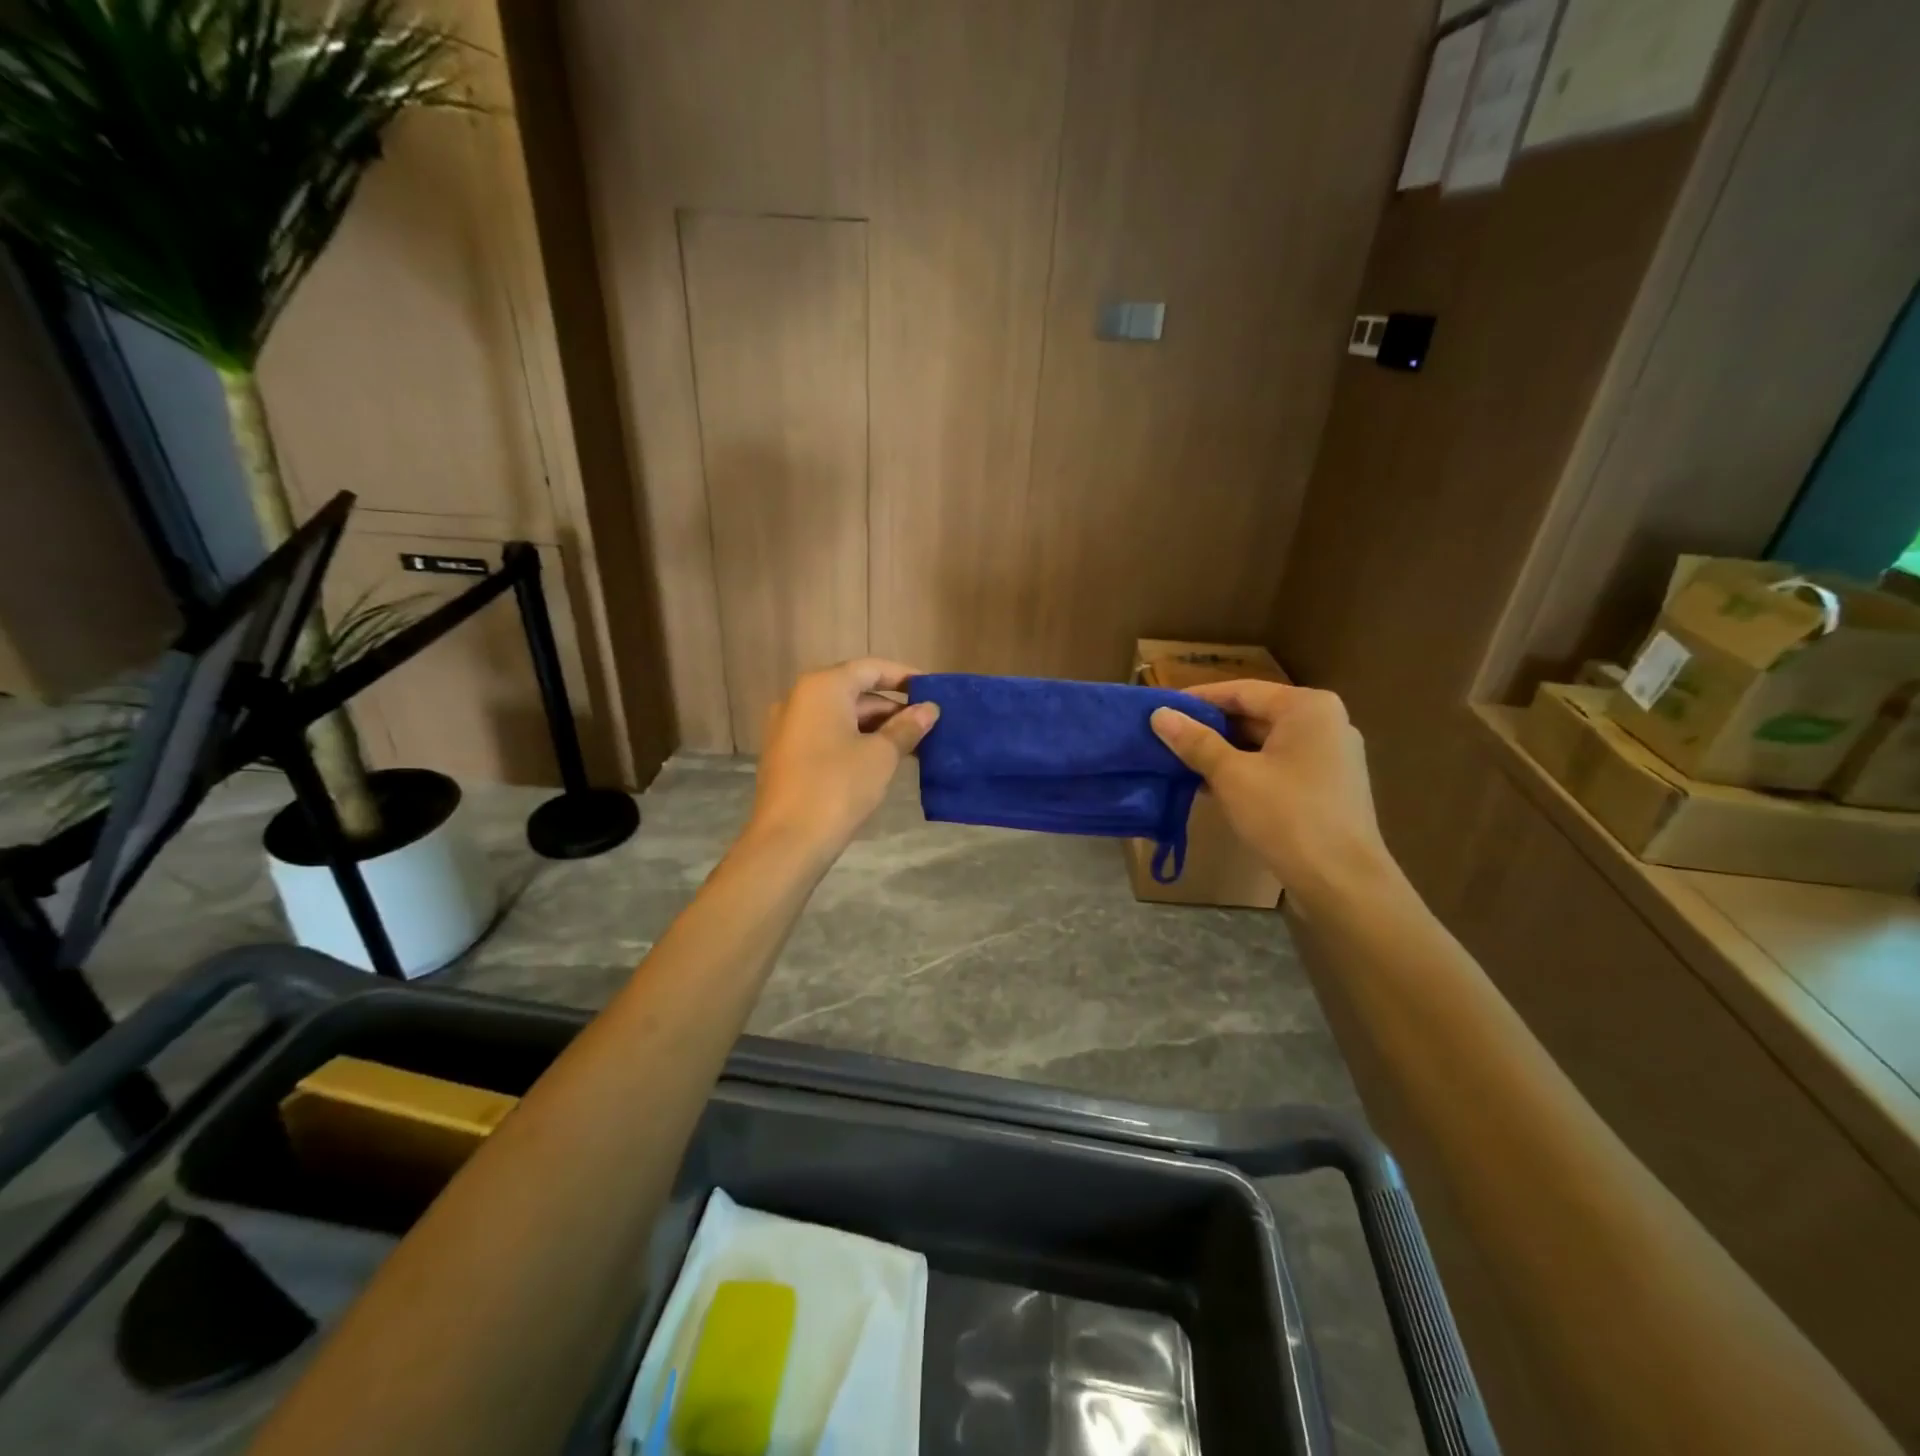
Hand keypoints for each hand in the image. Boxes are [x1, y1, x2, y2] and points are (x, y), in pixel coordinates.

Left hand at [748, 659, 938, 861]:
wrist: (788, 840)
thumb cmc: (839, 786)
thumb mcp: (881, 755)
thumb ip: (906, 727)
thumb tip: (929, 709)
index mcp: (822, 687)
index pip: (870, 669)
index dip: (904, 676)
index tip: (932, 690)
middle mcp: (799, 699)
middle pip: (854, 691)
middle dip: (892, 707)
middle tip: (927, 725)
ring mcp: (788, 727)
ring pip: (841, 716)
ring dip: (876, 727)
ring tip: (912, 745)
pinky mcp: (786, 755)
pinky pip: (827, 735)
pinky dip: (855, 741)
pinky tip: (881, 760)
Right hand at [1151, 681, 1397, 910]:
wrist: (1342, 881)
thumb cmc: (1287, 816)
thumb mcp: (1232, 776)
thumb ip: (1195, 741)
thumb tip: (1159, 714)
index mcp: (1307, 707)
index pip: (1241, 691)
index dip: (1197, 700)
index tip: (1160, 709)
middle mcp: (1325, 722)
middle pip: (1255, 715)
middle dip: (1209, 728)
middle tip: (1165, 738)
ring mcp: (1331, 756)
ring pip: (1265, 743)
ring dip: (1224, 752)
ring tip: (1180, 762)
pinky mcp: (1329, 786)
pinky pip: (1278, 765)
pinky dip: (1247, 770)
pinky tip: (1212, 786)